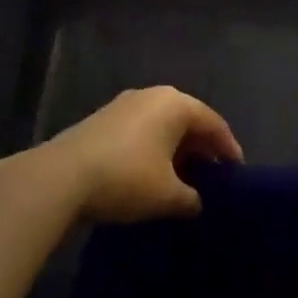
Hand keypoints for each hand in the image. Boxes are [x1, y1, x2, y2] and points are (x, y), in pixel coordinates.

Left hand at [34, 86, 241, 222]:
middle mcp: (152, 96)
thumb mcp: (168, 196)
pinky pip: (140, 131)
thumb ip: (191, 198)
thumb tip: (197, 202)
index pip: (214, 123)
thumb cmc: (126, 178)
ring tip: (182, 177)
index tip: (237, 173)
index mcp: (175, 104)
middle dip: (201, 148)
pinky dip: (152, 149)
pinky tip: (151, 173)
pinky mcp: (102, 119)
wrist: (61, 177)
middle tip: (212, 175)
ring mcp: (123, 105)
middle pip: (187, 120)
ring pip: (161, 125)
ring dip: (175, 149)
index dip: (228, 149)